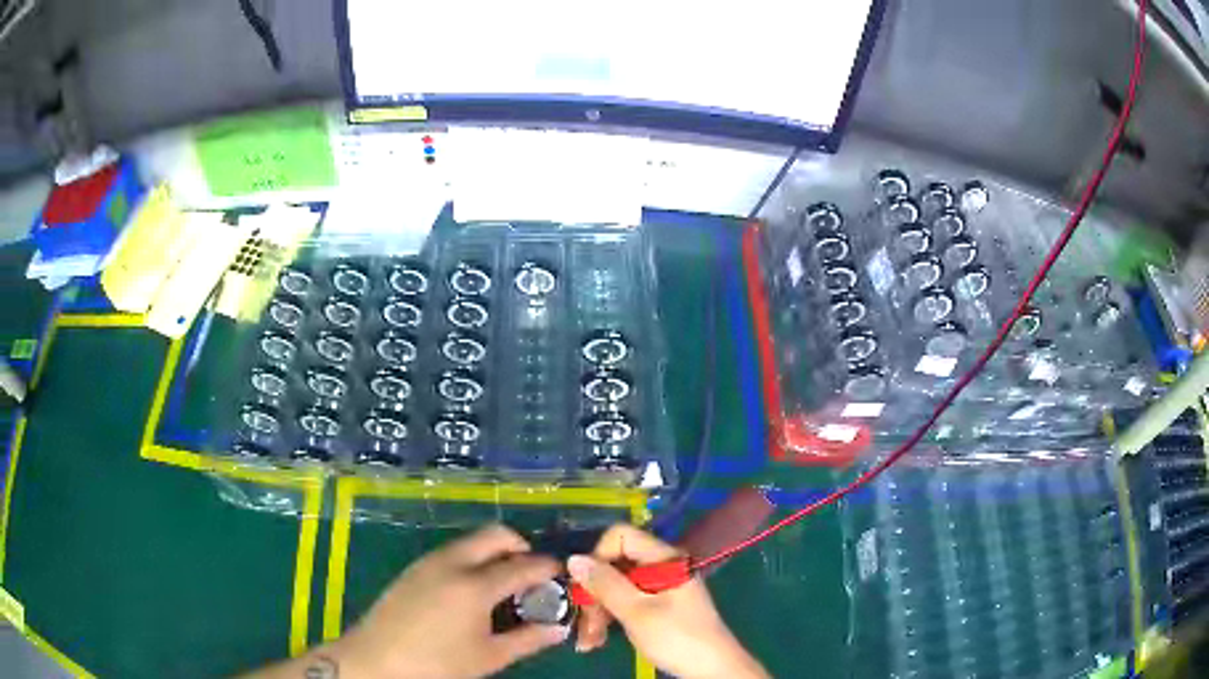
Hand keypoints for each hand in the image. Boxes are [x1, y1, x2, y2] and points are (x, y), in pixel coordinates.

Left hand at [331, 524, 568, 677]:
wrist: (376, 659)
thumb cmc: (437, 664)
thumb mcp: (488, 657)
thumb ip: (528, 639)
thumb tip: (559, 629)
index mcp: (474, 585)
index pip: (522, 565)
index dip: (547, 567)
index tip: (562, 574)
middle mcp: (452, 562)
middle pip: (495, 535)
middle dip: (520, 546)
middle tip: (531, 574)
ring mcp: (429, 562)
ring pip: (472, 541)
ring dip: (494, 552)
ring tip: (503, 585)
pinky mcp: (414, 568)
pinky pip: (452, 552)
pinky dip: (472, 559)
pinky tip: (471, 591)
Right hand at [569, 525, 767, 678]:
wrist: (712, 669)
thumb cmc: (677, 638)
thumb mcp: (636, 612)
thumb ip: (605, 584)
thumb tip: (573, 558)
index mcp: (664, 558)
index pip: (620, 536)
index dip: (598, 557)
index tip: (585, 587)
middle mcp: (662, 566)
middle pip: (616, 564)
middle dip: (594, 593)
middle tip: (583, 625)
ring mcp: (661, 586)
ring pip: (617, 586)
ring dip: (599, 611)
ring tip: (589, 641)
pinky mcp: (659, 605)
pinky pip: (627, 601)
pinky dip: (612, 617)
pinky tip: (599, 639)